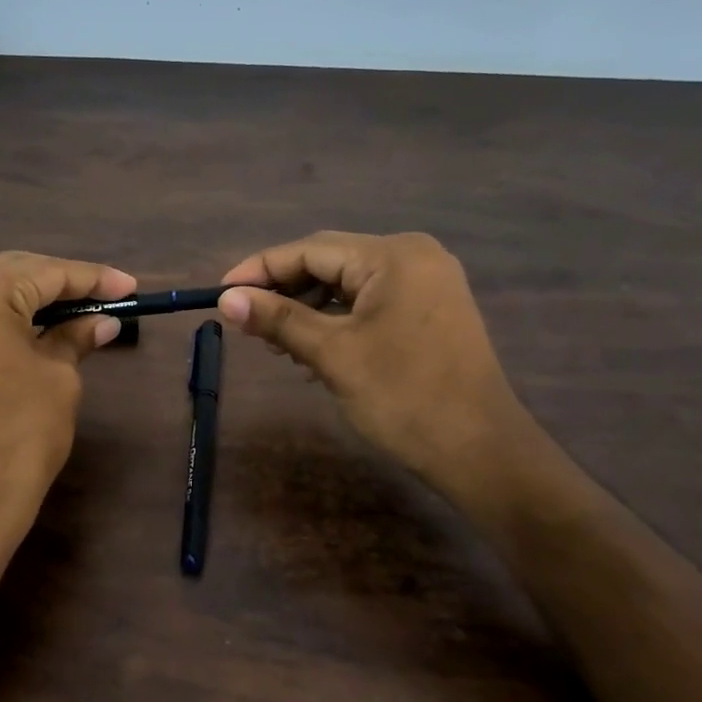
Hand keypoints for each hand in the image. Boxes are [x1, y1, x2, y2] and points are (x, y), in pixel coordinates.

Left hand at [0, 251, 135, 552]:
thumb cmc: (18, 435)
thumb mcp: (58, 379)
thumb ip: (75, 337)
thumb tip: (102, 321)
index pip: (47, 272)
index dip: (94, 279)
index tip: (131, 287)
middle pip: (13, 273)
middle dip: (61, 283)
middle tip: (107, 297)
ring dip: (32, 298)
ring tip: (78, 309)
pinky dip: (5, 318)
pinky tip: (38, 327)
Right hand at [217, 232, 530, 492]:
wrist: (480, 452)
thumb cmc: (404, 397)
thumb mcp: (332, 355)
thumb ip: (278, 319)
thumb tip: (227, 299)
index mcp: (393, 256)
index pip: (311, 250)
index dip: (261, 269)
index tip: (221, 292)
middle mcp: (414, 256)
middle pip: (330, 262)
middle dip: (285, 290)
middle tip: (246, 321)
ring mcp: (428, 283)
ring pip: (349, 284)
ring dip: (309, 308)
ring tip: (277, 343)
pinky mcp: (431, 310)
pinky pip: (371, 302)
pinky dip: (338, 320)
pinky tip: (313, 347)